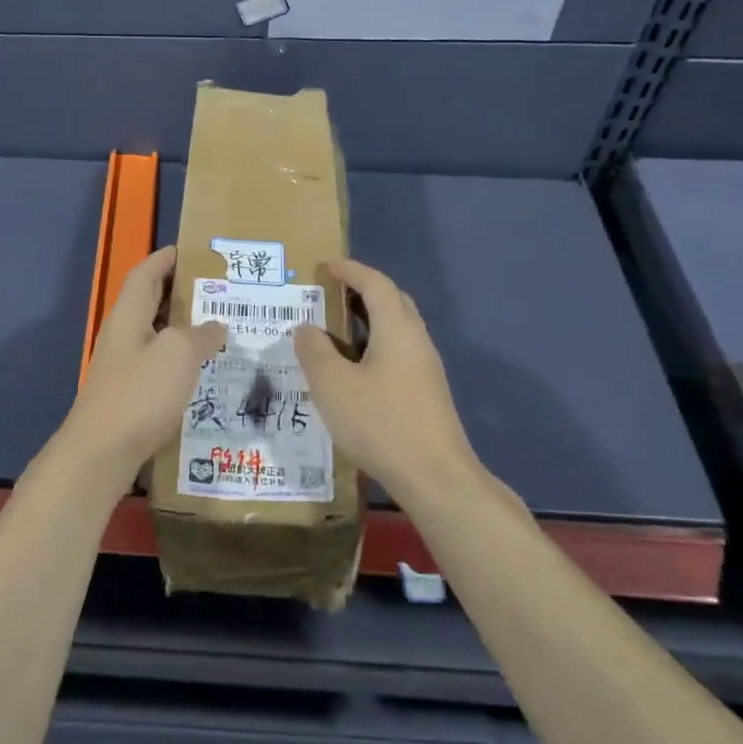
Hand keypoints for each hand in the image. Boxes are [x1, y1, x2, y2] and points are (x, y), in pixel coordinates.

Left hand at [58, 246, 226, 491]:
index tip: (193, 250)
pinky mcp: (130, 396)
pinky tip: (205, 371)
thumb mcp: (178, 354)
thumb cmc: (139, 394)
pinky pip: (159, 365)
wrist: (101, 454)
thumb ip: (200, 334)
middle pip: (150, 302)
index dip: (166, 258)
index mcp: (129, 315)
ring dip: (185, 328)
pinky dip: (181, 360)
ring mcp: (124, 367)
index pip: (146, 273)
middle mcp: (123, 335)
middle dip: (181, 292)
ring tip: (221, 327)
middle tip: (219, 289)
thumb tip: (216, 325)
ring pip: (157, 335)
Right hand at [294, 258, 478, 505]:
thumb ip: (314, 350)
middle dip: (362, 291)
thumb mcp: (332, 384)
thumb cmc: (380, 422)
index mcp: (397, 328)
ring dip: (368, 322)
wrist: (436, 478)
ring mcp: (426, 369)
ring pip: (396, 330)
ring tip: (335, 331)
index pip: (375, 283)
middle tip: (330, 294)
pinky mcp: (427, 394)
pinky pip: (398, 354)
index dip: (351, 270)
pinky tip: (353, 371)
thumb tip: (306, 328)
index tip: (326, 265)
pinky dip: (374, 347)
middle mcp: (416, 340)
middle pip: (392, 302)